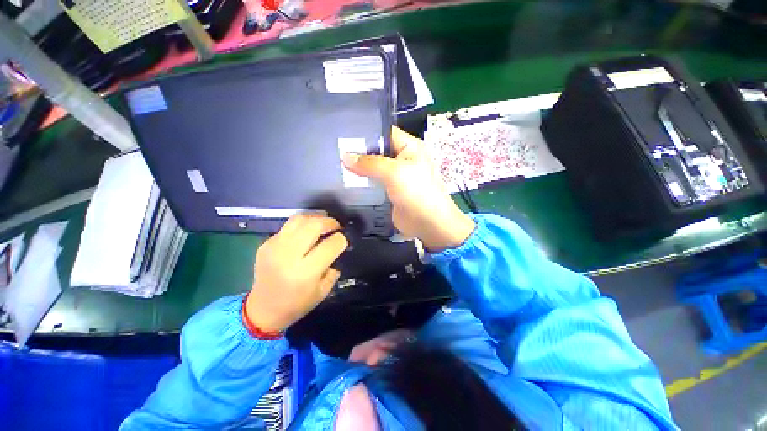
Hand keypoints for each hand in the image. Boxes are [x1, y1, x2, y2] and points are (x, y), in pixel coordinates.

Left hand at [245, 215, 347, 331]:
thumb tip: (337, 248)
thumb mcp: (323, 290)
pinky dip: (301, 226)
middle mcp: (289, 256)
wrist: (262, 310)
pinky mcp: (266, 244)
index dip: (342, 240)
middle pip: (314, 225)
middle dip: (330, 222)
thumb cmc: (297, 304)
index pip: (331, 244)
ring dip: (315, 219)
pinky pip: (288, 226)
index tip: (343, 241)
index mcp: (306, 272)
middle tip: (336, 227)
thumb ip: (334, 268)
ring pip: (299, 219)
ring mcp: (274, 247)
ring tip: (322, 225)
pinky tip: (305, 234)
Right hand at [342, 127, 474, 251]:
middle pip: (376, 150)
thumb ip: (370, 163)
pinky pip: (372, 183)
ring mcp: (395, 177)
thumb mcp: (395, 172)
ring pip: (373, 168)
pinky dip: (361, 183)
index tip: (343, 133)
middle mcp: (401, 159)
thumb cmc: (418, 192)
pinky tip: (345, 182)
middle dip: (358, 152)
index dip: (365, 132)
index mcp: (409, 147)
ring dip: (358, 169)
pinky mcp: (388, 191)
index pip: (384, 132)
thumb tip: (346, 157)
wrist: (427, 224)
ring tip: (335, 166)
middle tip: (335, 151)